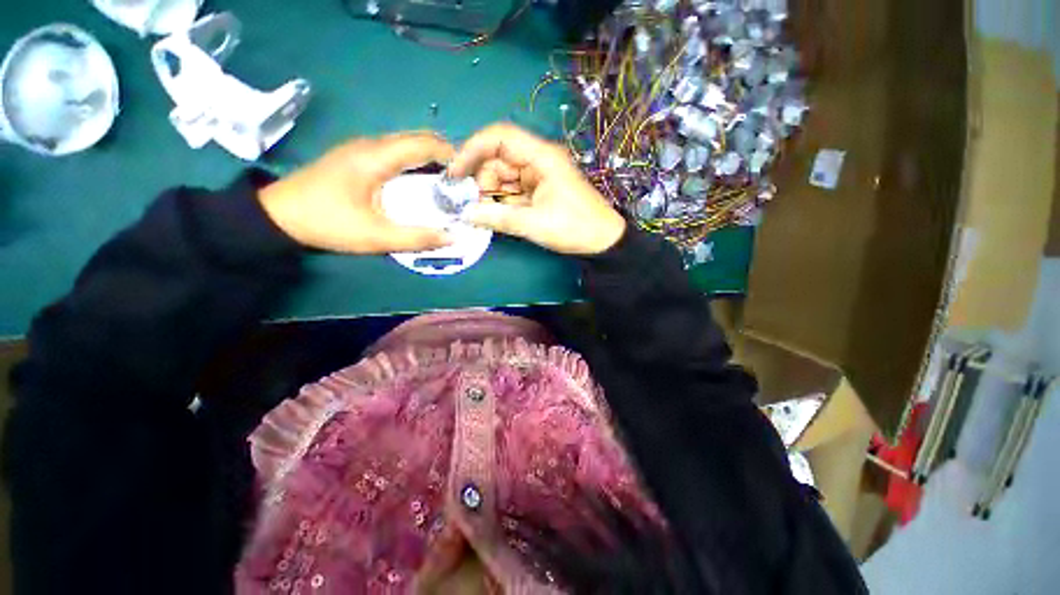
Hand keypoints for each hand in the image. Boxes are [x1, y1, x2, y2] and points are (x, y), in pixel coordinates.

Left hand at [259, 132, 454, 253]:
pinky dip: (413, 161)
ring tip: (445, 181)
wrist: (277, 215)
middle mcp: (370, 144)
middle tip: (460, 181)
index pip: (423, 144)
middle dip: (443, 155)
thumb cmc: (327, 223)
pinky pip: (394, 150)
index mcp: (376, 157)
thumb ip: (417, 238)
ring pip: (405, 143)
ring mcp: (360, 147)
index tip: (468, 175)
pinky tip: (418, 181)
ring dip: (428, 157)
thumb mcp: (376, 237)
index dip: (450, 155)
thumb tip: (452, 237)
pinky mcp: (355, 156)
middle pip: (416, 138)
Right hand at [448, 124, 625, 255]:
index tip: (455, 172)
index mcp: (541, 157)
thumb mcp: (534, 224)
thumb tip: (466, 214)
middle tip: (471, 205)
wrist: (602, 241)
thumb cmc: (574, 228)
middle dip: (481, 181)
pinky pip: (512, 190)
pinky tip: (493, 214)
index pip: (500, 137)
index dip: (472, 149)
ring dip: (490, 194)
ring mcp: (538, 176)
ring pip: (503, 176)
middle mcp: (538, 160)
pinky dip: (500, 201)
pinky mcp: (538, 190)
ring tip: (483, 214)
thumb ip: (498, 217)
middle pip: (498, 159)